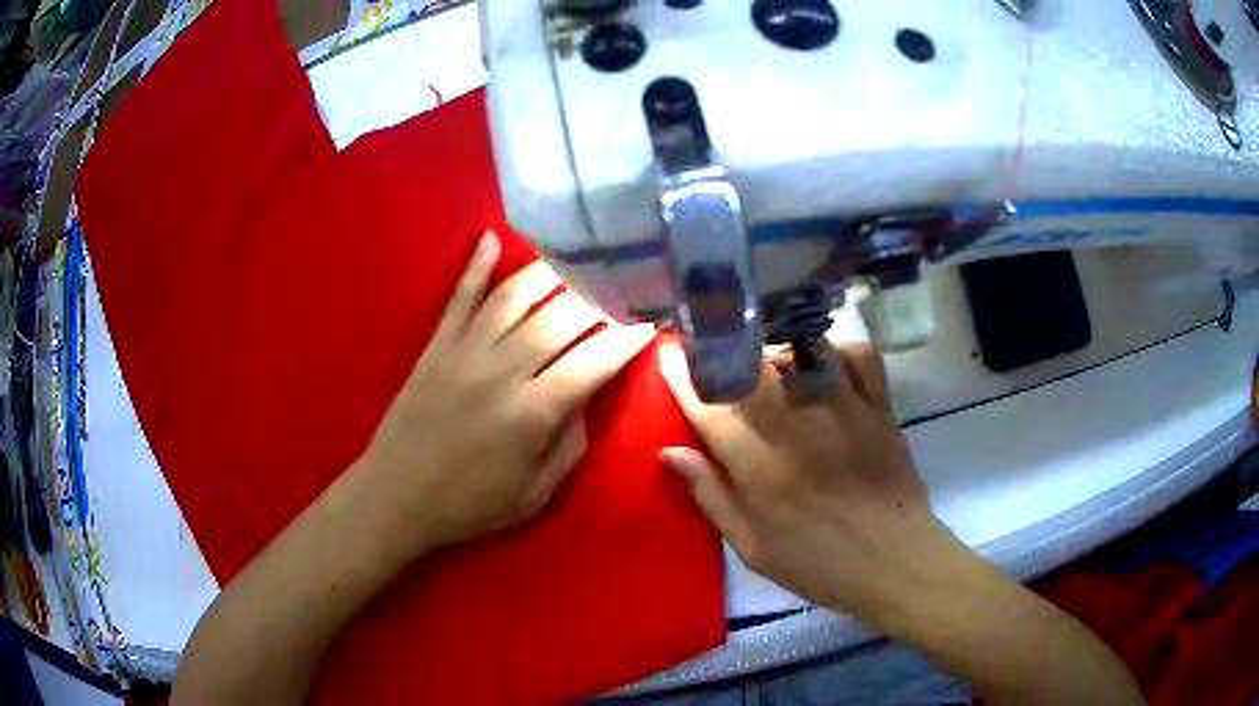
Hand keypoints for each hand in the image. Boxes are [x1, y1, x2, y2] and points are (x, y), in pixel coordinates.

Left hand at [356, 232, 653, 557]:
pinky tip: (491, 238)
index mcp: (532, 413)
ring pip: (514, 296)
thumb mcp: (534, 496)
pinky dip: (475, 266)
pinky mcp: (436, 346)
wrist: (395, 497)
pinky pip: (459, 297)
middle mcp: (502, 370)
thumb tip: (587, 398)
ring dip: (549, 271)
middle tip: (623, 279)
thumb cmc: (469, 505)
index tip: (651, 318)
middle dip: (599, 295)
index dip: (628, 338)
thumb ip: (569, 445)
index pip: (593, 361)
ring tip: (577, 254)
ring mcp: (464, 351)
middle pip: (560, 317)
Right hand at [659, 342, 968, 620]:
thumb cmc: (819, 564)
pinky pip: (858, 354)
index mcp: (759, 467)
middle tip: (713, 353)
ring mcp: (844, 409)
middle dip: (722, 350)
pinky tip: (826, 365)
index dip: (682, 378)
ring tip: (769, 365)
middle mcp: (798, 427)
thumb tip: (669, 452)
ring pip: (801, 350)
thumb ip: (711, 496)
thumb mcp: (752, 547)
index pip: (709, 407)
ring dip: (775, 350)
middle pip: (750, 366)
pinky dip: (837, 350)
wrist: (895, 562)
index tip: (669, 357)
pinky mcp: (879, 406)